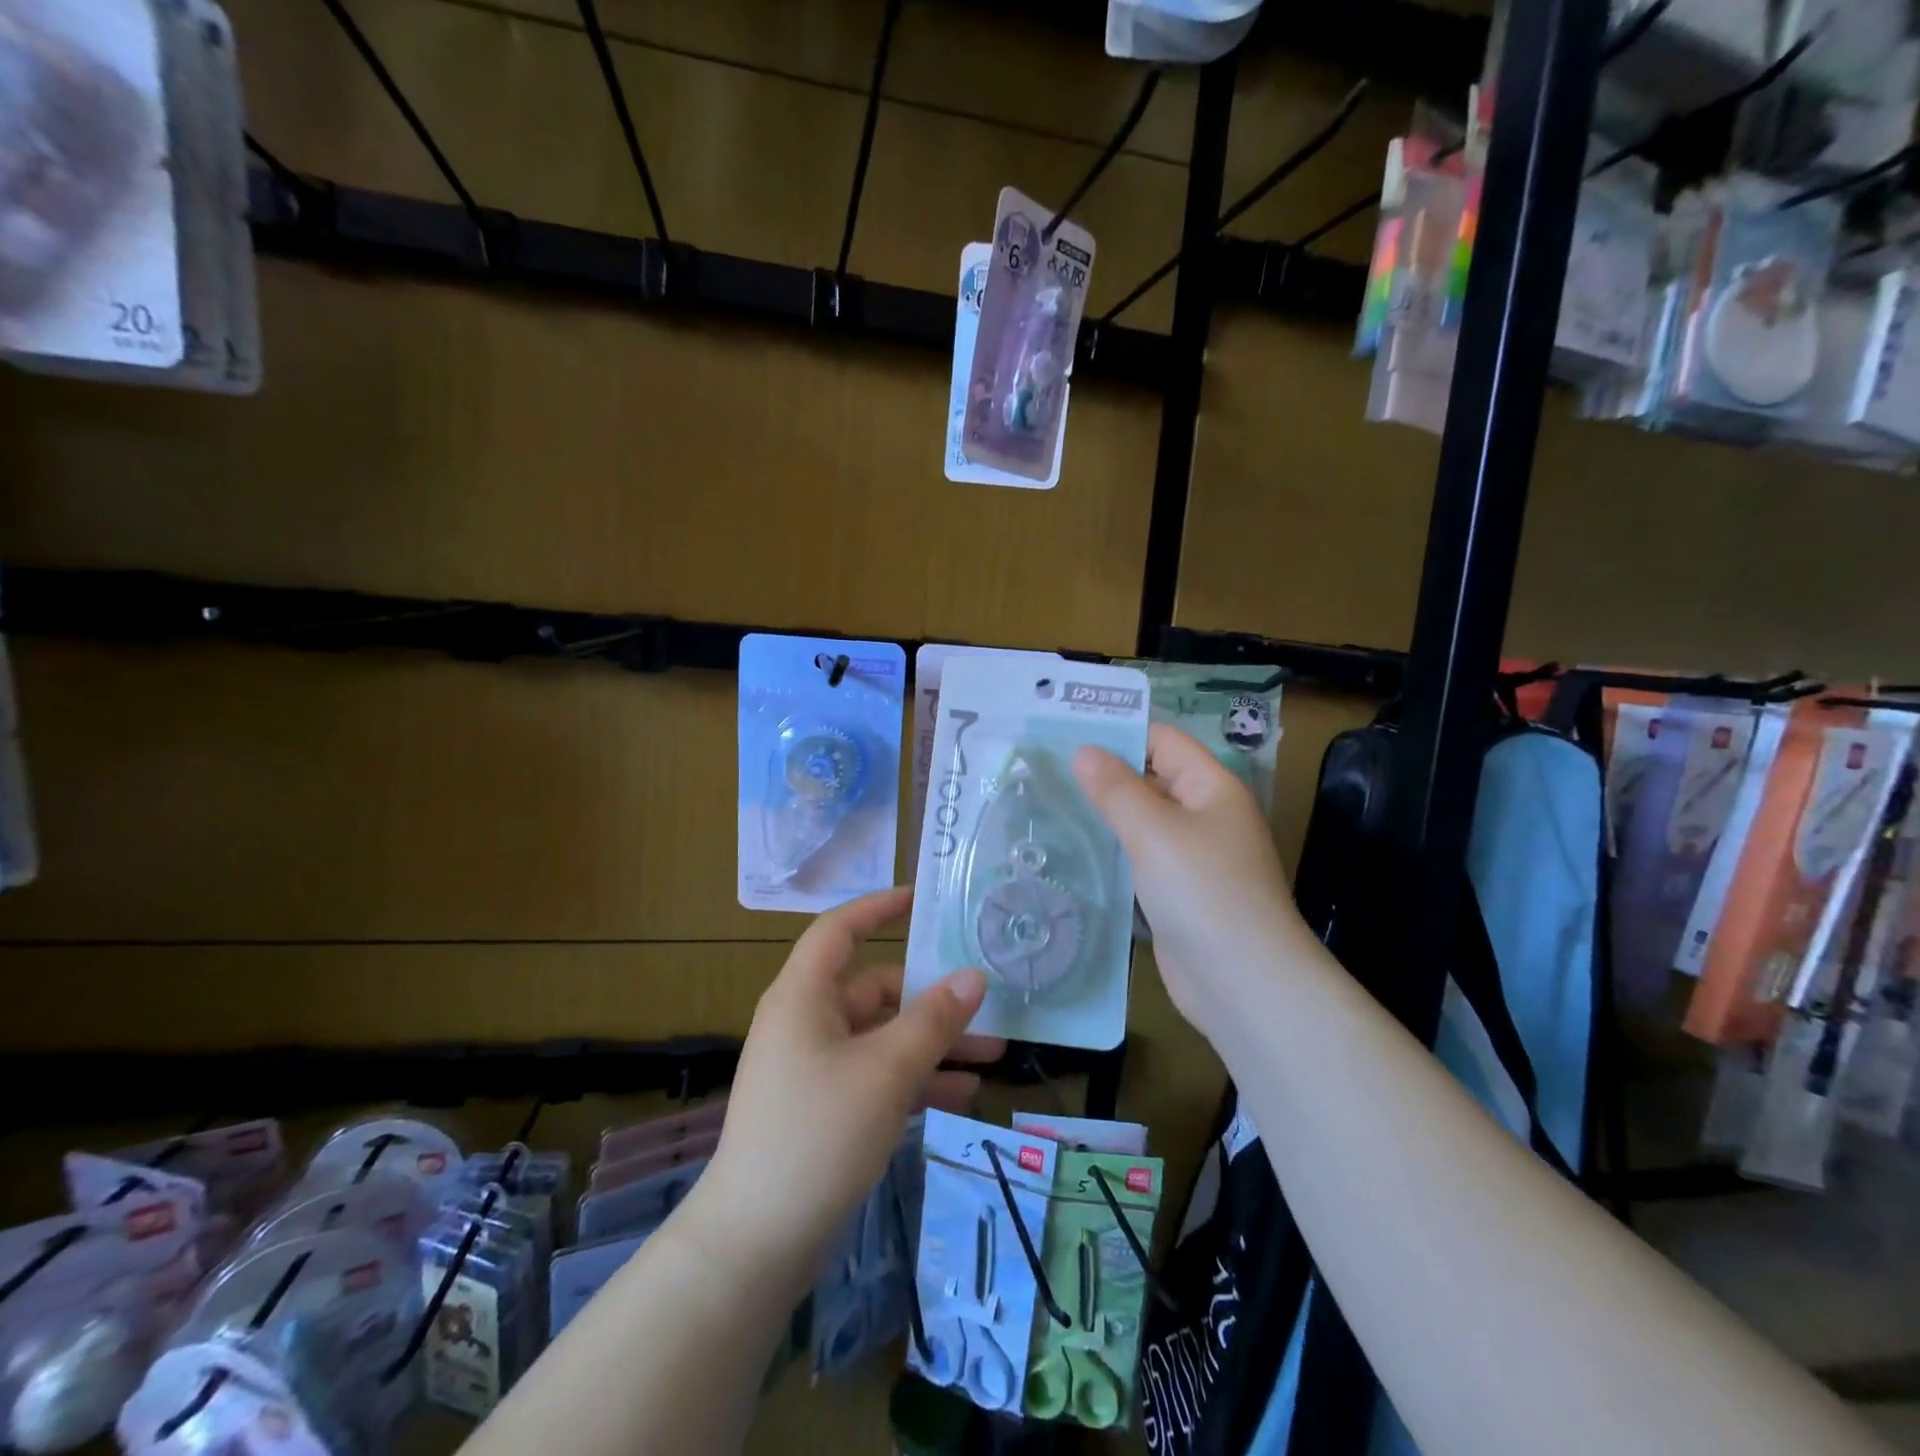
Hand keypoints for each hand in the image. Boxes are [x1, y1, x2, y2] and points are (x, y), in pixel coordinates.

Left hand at [694, 886, 1003, 1287]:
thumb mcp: (886, 1071)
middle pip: (874, 990)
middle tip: (988, 1007)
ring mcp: (813, 1068)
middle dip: (932, 1000)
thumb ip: (933, 1021)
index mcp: (804, 996)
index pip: (840, 930)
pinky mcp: (822, 1109)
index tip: (922, 899)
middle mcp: (806, 1022)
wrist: (755, 1243)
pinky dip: (915, 1080)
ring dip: (933, 1044)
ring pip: (882, 1038)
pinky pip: (876, 1076)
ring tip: (992, 1057)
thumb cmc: (818, 1134)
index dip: (878, 907)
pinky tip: (962, 1098)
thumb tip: (973, 977)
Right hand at [1073, 724, 1317, 1045]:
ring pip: (1142, 822)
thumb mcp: (1154, 831)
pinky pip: (1140, 859)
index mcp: (1212, 788)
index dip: (1118, 733)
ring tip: (1047, 803)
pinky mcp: (1177, 893)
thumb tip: (1083, 751)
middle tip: (1044, 769)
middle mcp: (1205, 815)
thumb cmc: (1202, 891)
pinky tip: (1072, 851)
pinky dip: (1112, 851)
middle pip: (1151, 779)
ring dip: (1104, 814)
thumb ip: (1116, 789)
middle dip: (1103, 774)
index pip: (1162, 741)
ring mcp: (1192, 857)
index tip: (1064, 734)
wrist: (1242, 982)